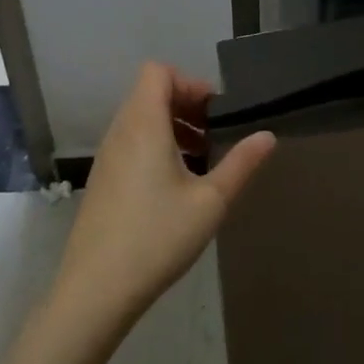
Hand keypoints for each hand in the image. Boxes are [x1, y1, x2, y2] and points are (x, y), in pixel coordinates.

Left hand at [51, 62, 276, 331]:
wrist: (95, 291)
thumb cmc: (157, 237)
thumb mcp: (211, 201)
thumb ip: (241, 164)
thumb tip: (268, 135)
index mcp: (143, 124)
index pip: (158, 71)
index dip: (189, 82)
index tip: (215, 113)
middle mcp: (120, 131)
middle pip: (150, 93)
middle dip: (185, 105)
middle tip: (214, 135)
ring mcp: (106, 157)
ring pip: (139, 119)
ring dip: (171, 127)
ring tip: (200, 160)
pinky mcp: (102, 180)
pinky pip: (130, 143)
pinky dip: (155, 146)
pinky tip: (175, 186)